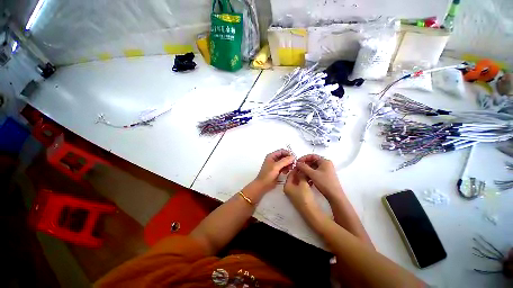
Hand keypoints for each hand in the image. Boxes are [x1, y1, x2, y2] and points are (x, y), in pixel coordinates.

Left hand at [253, 149, 294, 192]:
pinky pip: (284, 167)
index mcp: (271, 156)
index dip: (288, 154)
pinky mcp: (278, 170)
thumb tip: (293, 157)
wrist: (263, 185)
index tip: (293, 158)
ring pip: (285, 162)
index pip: (282, 151)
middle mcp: (274, 159)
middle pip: (284, 156)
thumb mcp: (276, 167)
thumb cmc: (267, 175)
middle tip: (293, 165)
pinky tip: (286, 172)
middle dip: (289, 160)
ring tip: (289, 169)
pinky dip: (286, 169)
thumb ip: (284, 161)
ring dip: (288, 165)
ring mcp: (276, 165)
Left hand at [284, 169, 317, 212]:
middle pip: (293, 178)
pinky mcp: (298, 196)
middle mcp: (288, 189)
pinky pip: (300, 186)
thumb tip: (301, 169)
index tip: (301, 165)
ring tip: (308, 173)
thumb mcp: (303, 184)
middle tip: (305, 168)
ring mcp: (293, 193)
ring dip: (302, 177)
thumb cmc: (304, 196)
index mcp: (287, 186)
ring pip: (297, 182)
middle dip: (299, 173)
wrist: (310, 211)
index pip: (290, 174)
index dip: (296, 169)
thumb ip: (301, 175)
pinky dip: (304, 182)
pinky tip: (310, 180)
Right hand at [296, 154, 343, 201]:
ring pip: (313, 167)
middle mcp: (326, 164)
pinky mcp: (325, 176)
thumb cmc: (324, 183)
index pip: (312, 156)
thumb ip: (303, 167)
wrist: (335, 196)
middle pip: (312, 161)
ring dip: (306, 170)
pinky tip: (305, 178)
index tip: (297, 162)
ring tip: (300, 174)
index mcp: (324, 161)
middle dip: (304, 165)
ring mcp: (326, 170)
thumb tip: (297, 163)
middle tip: (298, 168)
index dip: (304, 158)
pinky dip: (310, 174)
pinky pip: (315, 172)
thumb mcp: (312, 174)